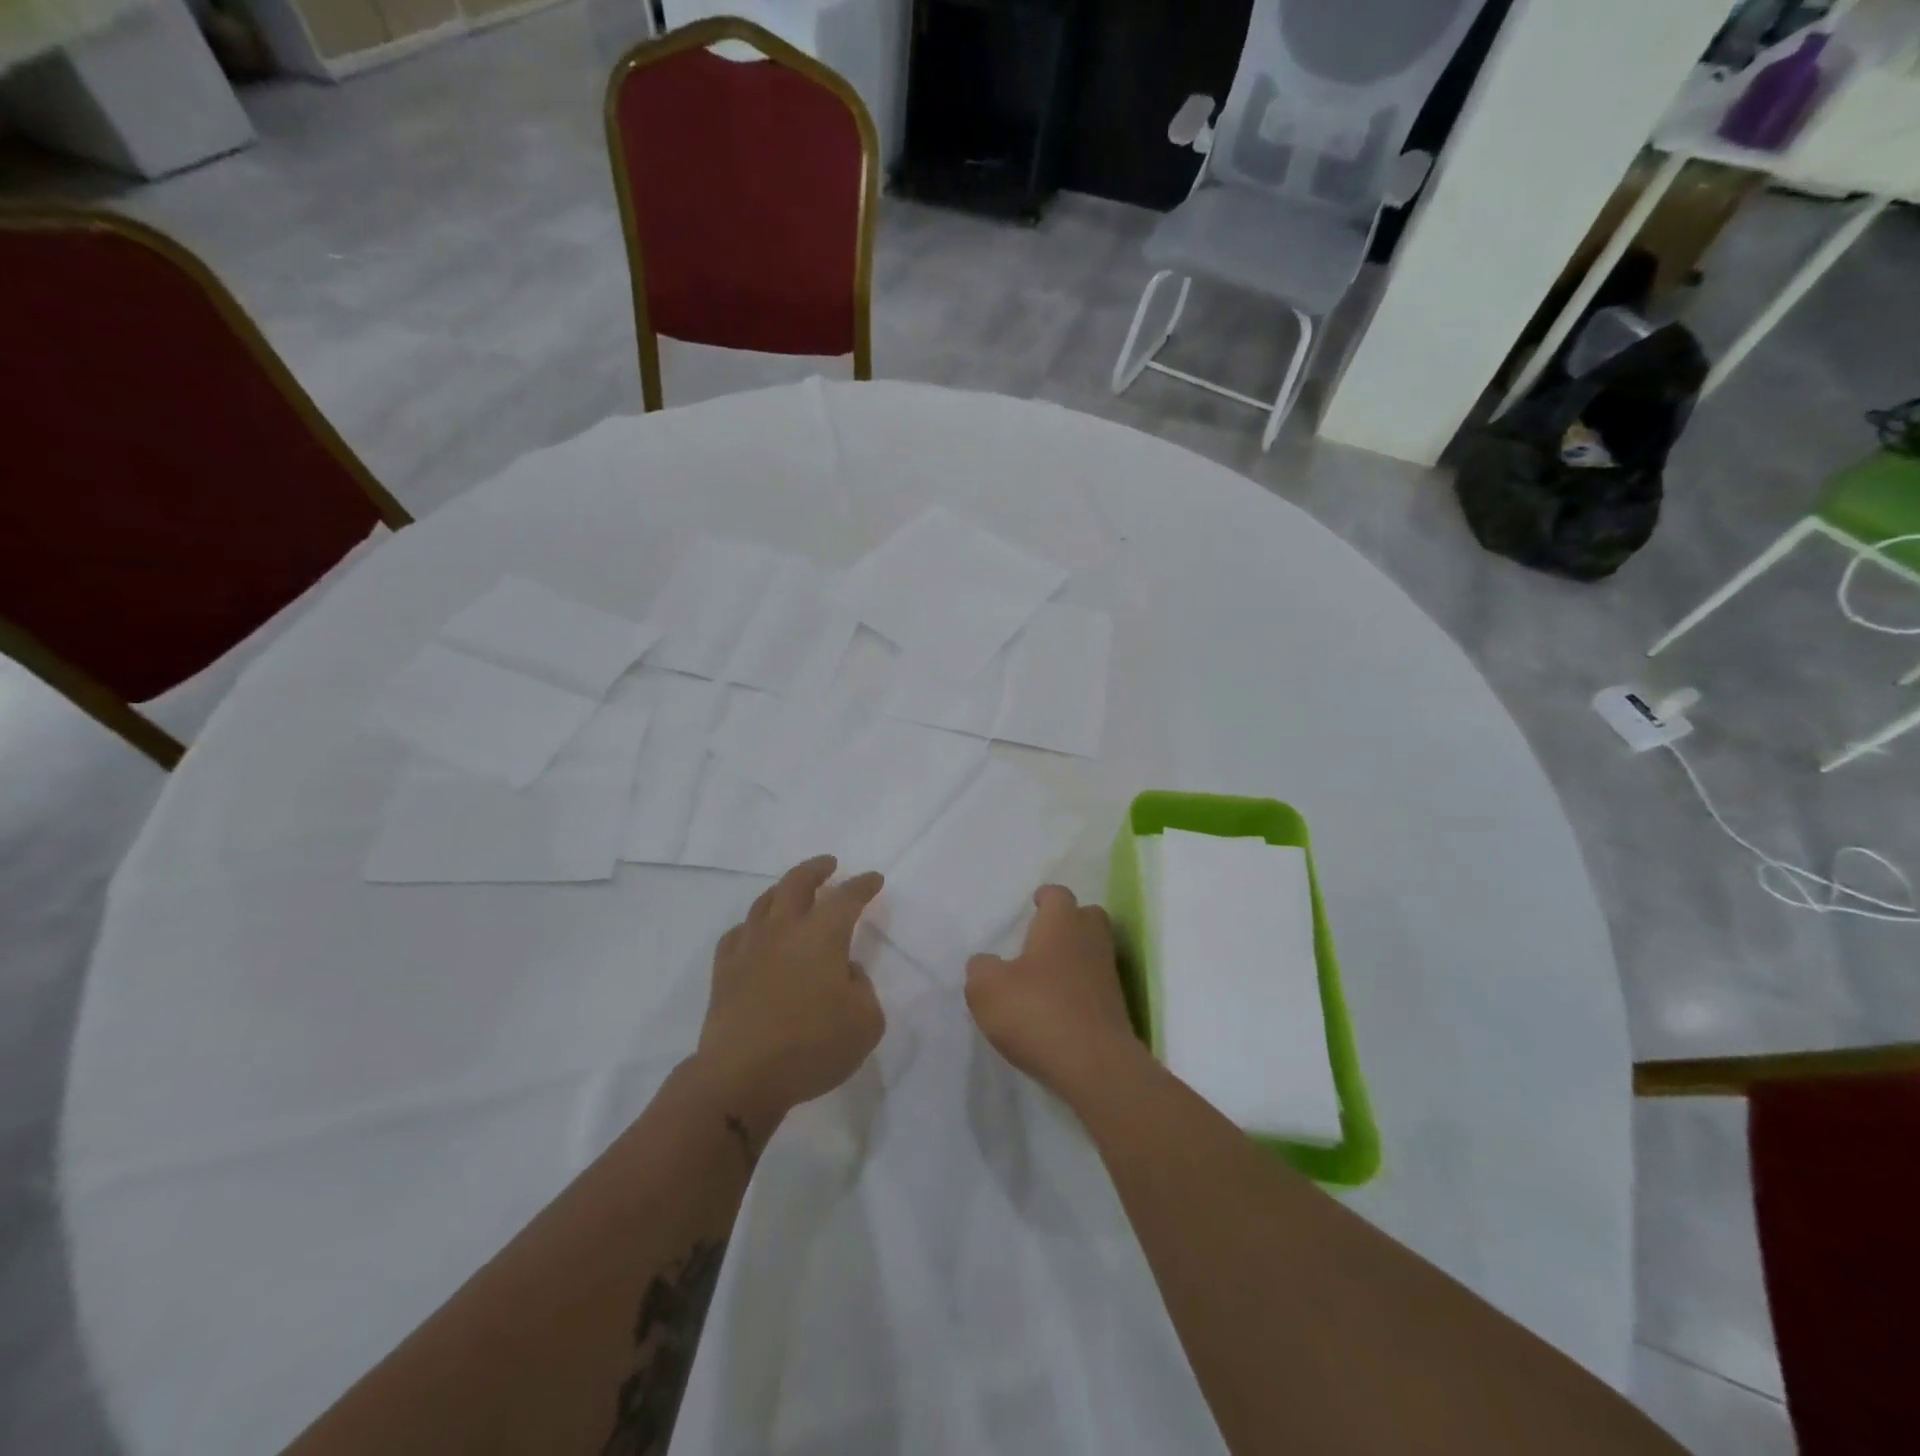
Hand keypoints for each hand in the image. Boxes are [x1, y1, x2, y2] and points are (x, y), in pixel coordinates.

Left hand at [694, 856, 885, 1134]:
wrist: (741, 1076)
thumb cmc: (812, 1047)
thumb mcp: (865, 1022)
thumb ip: (862, 988)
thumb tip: (844, 972)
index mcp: (823, 935)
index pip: (847, 897)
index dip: (863, 885)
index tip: (873, 879)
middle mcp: (784, 930)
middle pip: (798, 883)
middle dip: (816, 869)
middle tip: (829, 864)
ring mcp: (749, 947)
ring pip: (765, 902)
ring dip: (783, 890)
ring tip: (792, 890)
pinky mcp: (724, 971)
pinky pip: (738, 934)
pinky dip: (752, 926)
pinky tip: (755, 933)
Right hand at [965, 885, 1146, 1101]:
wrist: (1094, 1066)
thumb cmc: (1036, 1011)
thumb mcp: (987, 989)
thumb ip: (981, 969)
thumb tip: (986, 963)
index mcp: (1061, 923)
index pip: (1058, 895)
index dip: (1045, 898)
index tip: (1034, 904)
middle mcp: (1090, 940)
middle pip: (1087, 917)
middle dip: (1069, 923)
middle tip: (1043, 939)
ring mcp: (1109, 975)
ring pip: (1093, 952)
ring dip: (1074, 959)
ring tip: (1045, 978)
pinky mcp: (1117, 1009)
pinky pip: (1096, 987)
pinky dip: (1080, 991)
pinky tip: (1058, 1009)